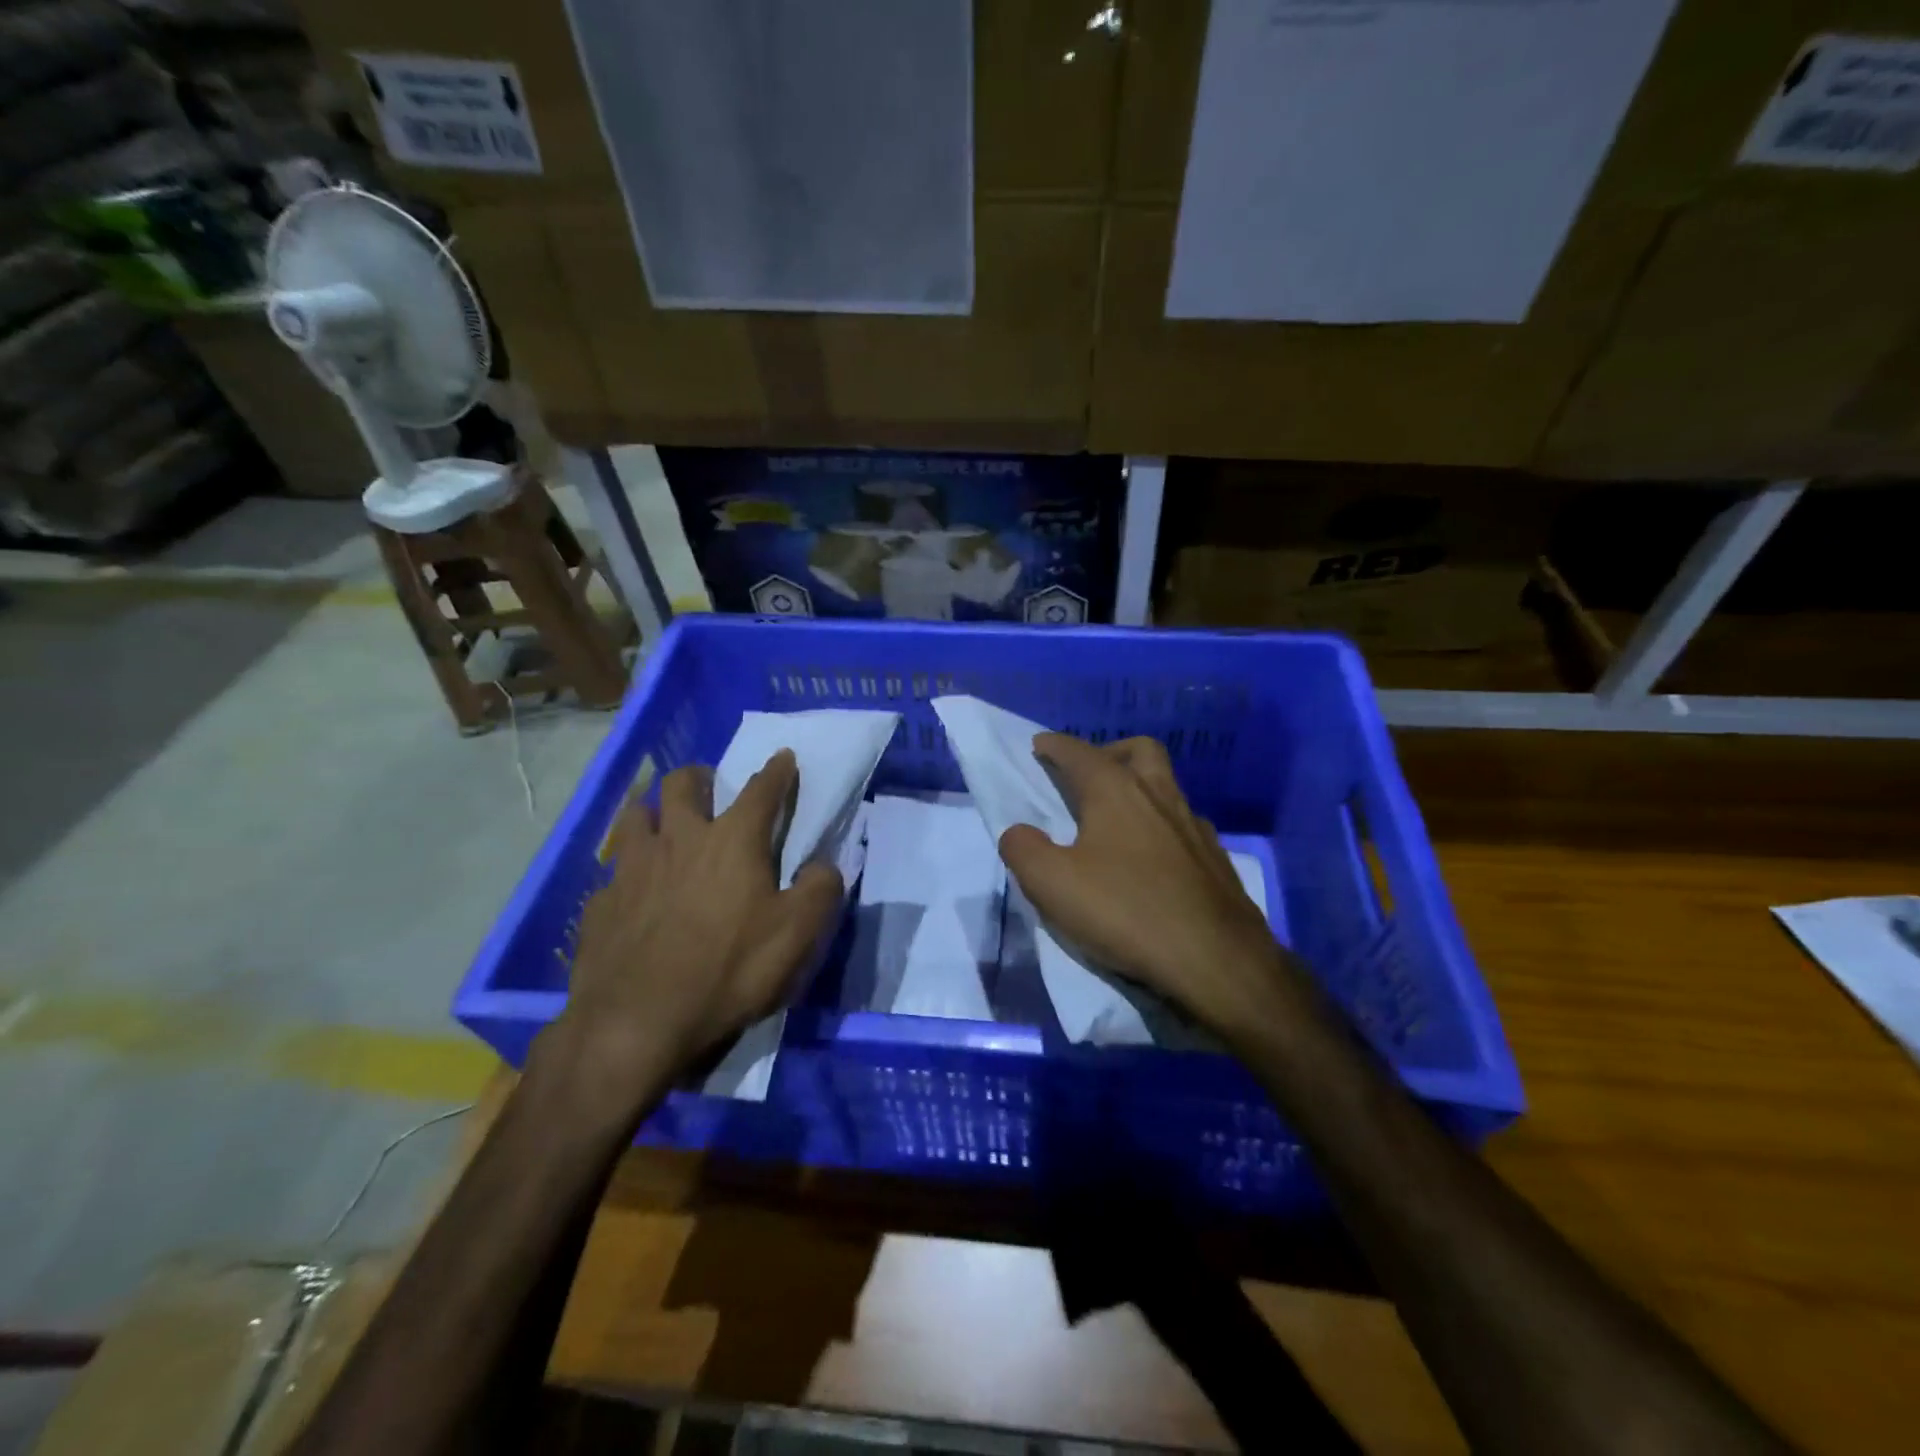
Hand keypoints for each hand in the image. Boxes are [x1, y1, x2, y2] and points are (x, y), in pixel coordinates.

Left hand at [552, 751, 842, 1108]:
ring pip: (637, 813)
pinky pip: (615, 871)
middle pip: (683, 783)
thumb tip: (822, 865)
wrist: (637, 1023)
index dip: (777, 771)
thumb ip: (821, 889)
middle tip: (709, 788)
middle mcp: (680, 839)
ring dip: (653, 810)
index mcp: (733, 840)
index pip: (761, 789)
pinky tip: (634, 893)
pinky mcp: (601, 902)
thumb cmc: (729, 971)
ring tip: (663, 825)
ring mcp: (632, 867)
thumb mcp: (798, 934)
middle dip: (700, 776)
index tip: (783, 756)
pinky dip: (629, 871)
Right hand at [998, 734, 1303, 1037]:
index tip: (1039, 746)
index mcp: (1116, 790)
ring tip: (1116, 823)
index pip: (1079, 752)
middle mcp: (1159, 795)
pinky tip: (1151, 862)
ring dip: (1139, 790)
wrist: (1217, 961)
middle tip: (1088, 775)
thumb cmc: (1126, 911)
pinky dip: (1161, 828)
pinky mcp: (1217, 860)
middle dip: (1109, 752)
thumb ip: (1023, 849)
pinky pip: (1183, 826)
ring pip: (1166, 787)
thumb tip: (1019, 833)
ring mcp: (1194, 826)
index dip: (1054, 746)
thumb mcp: (1052, 884)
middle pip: (1138, 751)